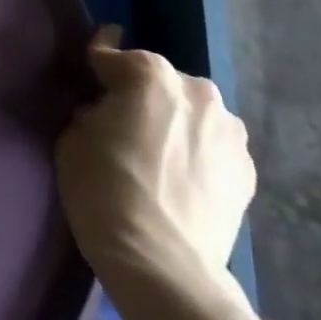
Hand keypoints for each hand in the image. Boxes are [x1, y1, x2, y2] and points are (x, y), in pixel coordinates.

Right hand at [55, 26, 253, 308]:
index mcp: (149, 74)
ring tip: (158, 156)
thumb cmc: (104, 191)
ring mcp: (229, 130)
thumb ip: (92, 111)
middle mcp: (196, 90)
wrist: (163, 264)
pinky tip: (181, 179)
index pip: (112, 55)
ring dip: (174, 122)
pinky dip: (197, 153)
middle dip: (141, 96)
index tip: (92, 68)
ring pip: (190, 112)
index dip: (97, 63)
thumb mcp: (73, 138)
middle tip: (123, 125)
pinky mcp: (248, 169)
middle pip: (158, 82)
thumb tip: (105, 113)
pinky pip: (212, 146)